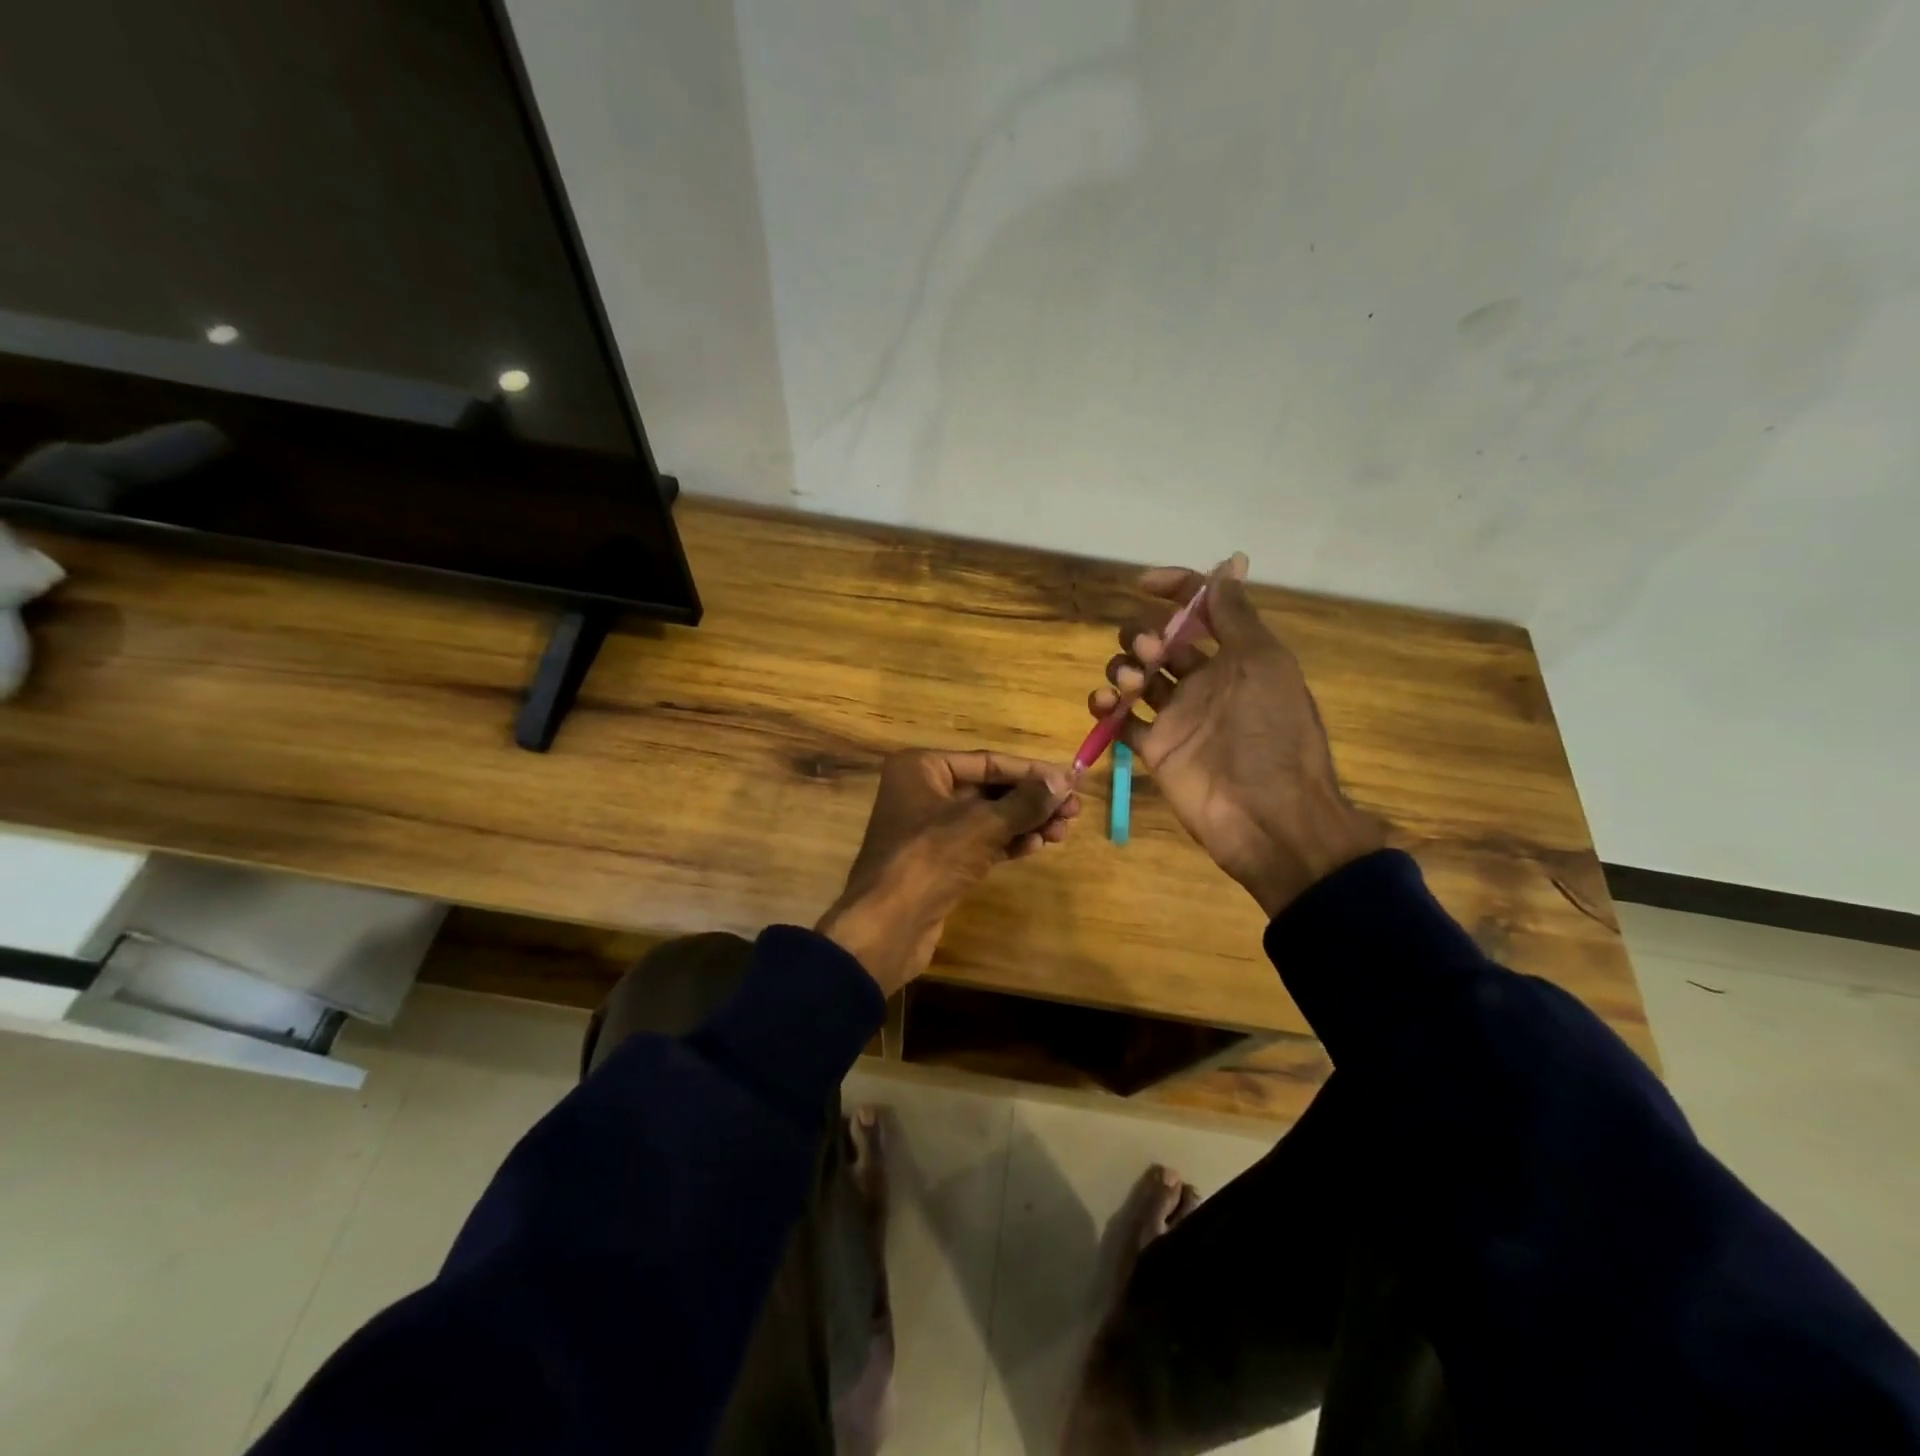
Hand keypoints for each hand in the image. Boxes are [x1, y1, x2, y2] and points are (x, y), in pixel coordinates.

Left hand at [818, 750, 1079, 994]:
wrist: (887, 925)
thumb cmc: (930, 858)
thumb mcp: (982, 824)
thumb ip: (1026, 801)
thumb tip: (1064, 780)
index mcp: (921, 768)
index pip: (987, 761)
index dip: (1031, 771)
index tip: (1071, 780)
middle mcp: (922, 791)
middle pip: (988, 789)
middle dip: (1031, 800)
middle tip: (1073, 811)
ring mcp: (928, 829)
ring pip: (986, 818)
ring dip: (1024, 823)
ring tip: (1063, 832)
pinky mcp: (937, 862)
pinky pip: (979, 843)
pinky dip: (1007, 843)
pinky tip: (1037, 846)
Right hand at [1089, 555, 1384, 917]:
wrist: (1268, 816)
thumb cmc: (1271, 734)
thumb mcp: (1264, 664)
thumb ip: (1236, 616)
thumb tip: (1224, 565)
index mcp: (1234, 657)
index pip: (1198, 610)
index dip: (1174, 589)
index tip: (1144, 584)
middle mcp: (1202, 681)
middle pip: (1157, 641)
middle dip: (1143, 636)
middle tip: (1151, 654)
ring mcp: (1175, 716)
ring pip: (1133, 676)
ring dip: (1122, 668)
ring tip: (1128, 687)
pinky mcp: (1153, 748)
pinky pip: (1119, 720)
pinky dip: (1105, 708)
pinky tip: (1106, 706)